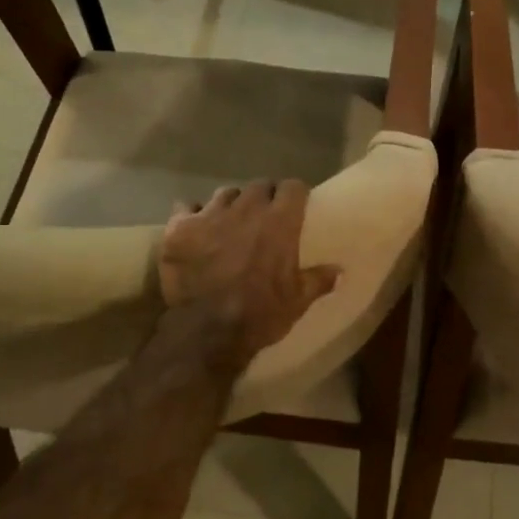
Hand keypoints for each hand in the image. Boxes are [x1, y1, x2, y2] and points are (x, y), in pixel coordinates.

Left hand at [158, 181, 338, 369]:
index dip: (294, 195)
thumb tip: (339, 270)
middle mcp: (246, 209)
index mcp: (279, 222)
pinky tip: (193, 230)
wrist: (206, 332)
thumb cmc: (259, 315)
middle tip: (263, 217)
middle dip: (263, 197)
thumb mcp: (297, 302)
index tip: (295, 205)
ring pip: (224, 194)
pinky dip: (191, 216)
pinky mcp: (179, 228)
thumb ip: (318, 281)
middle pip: (259, 186)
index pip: (293, 187)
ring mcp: (210, 215)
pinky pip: (185, 207)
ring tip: (229, 223)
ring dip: (230, 205)